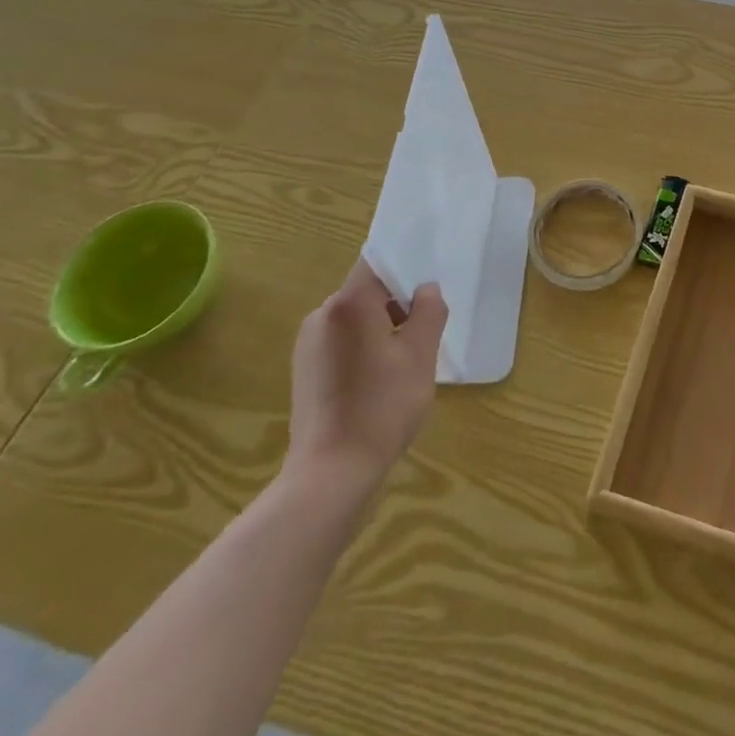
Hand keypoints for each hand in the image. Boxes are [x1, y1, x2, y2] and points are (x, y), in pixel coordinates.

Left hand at [283, 260, 446, 515]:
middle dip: (397, 303)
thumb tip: (426, 289)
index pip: (377, 262)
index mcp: (348, 303)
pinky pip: (342, 341)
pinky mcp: (305, 370)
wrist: (331, 473)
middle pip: (366, 291)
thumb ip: (429, 311)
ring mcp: (308, 344)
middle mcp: (322, 315)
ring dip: (382, 328)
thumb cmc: (382, 406)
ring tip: (405, 361)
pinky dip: (364, 348)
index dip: (405, 265)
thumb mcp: (421, 355)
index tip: (427, 283)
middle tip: (425, 330)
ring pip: (355, 318)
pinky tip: (380, 380)